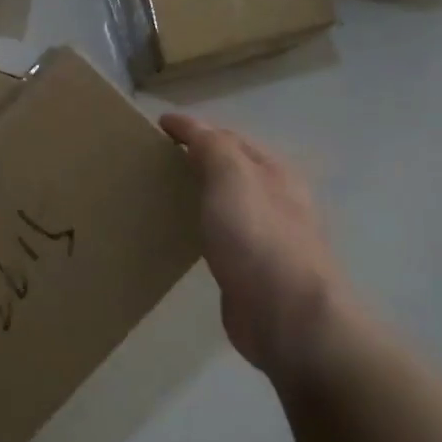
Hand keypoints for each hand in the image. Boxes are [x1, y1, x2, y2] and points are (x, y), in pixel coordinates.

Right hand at [161, 114, 358, 384]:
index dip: (194, 129)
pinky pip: (221, 236)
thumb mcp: (232, 178)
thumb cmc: (259, 238)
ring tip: (162, 193)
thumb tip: (190, 126)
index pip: (230, 138)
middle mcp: (276, 200)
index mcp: (275, 172)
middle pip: (232, 170)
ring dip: (200, 193)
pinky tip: (183, 235)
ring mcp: (266, 237)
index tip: (158, 126)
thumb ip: (212, 148)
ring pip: (227, 203)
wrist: (287, 316)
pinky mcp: (251, 271)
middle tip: (155, 160)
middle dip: (199, 159)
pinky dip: (201, 226)